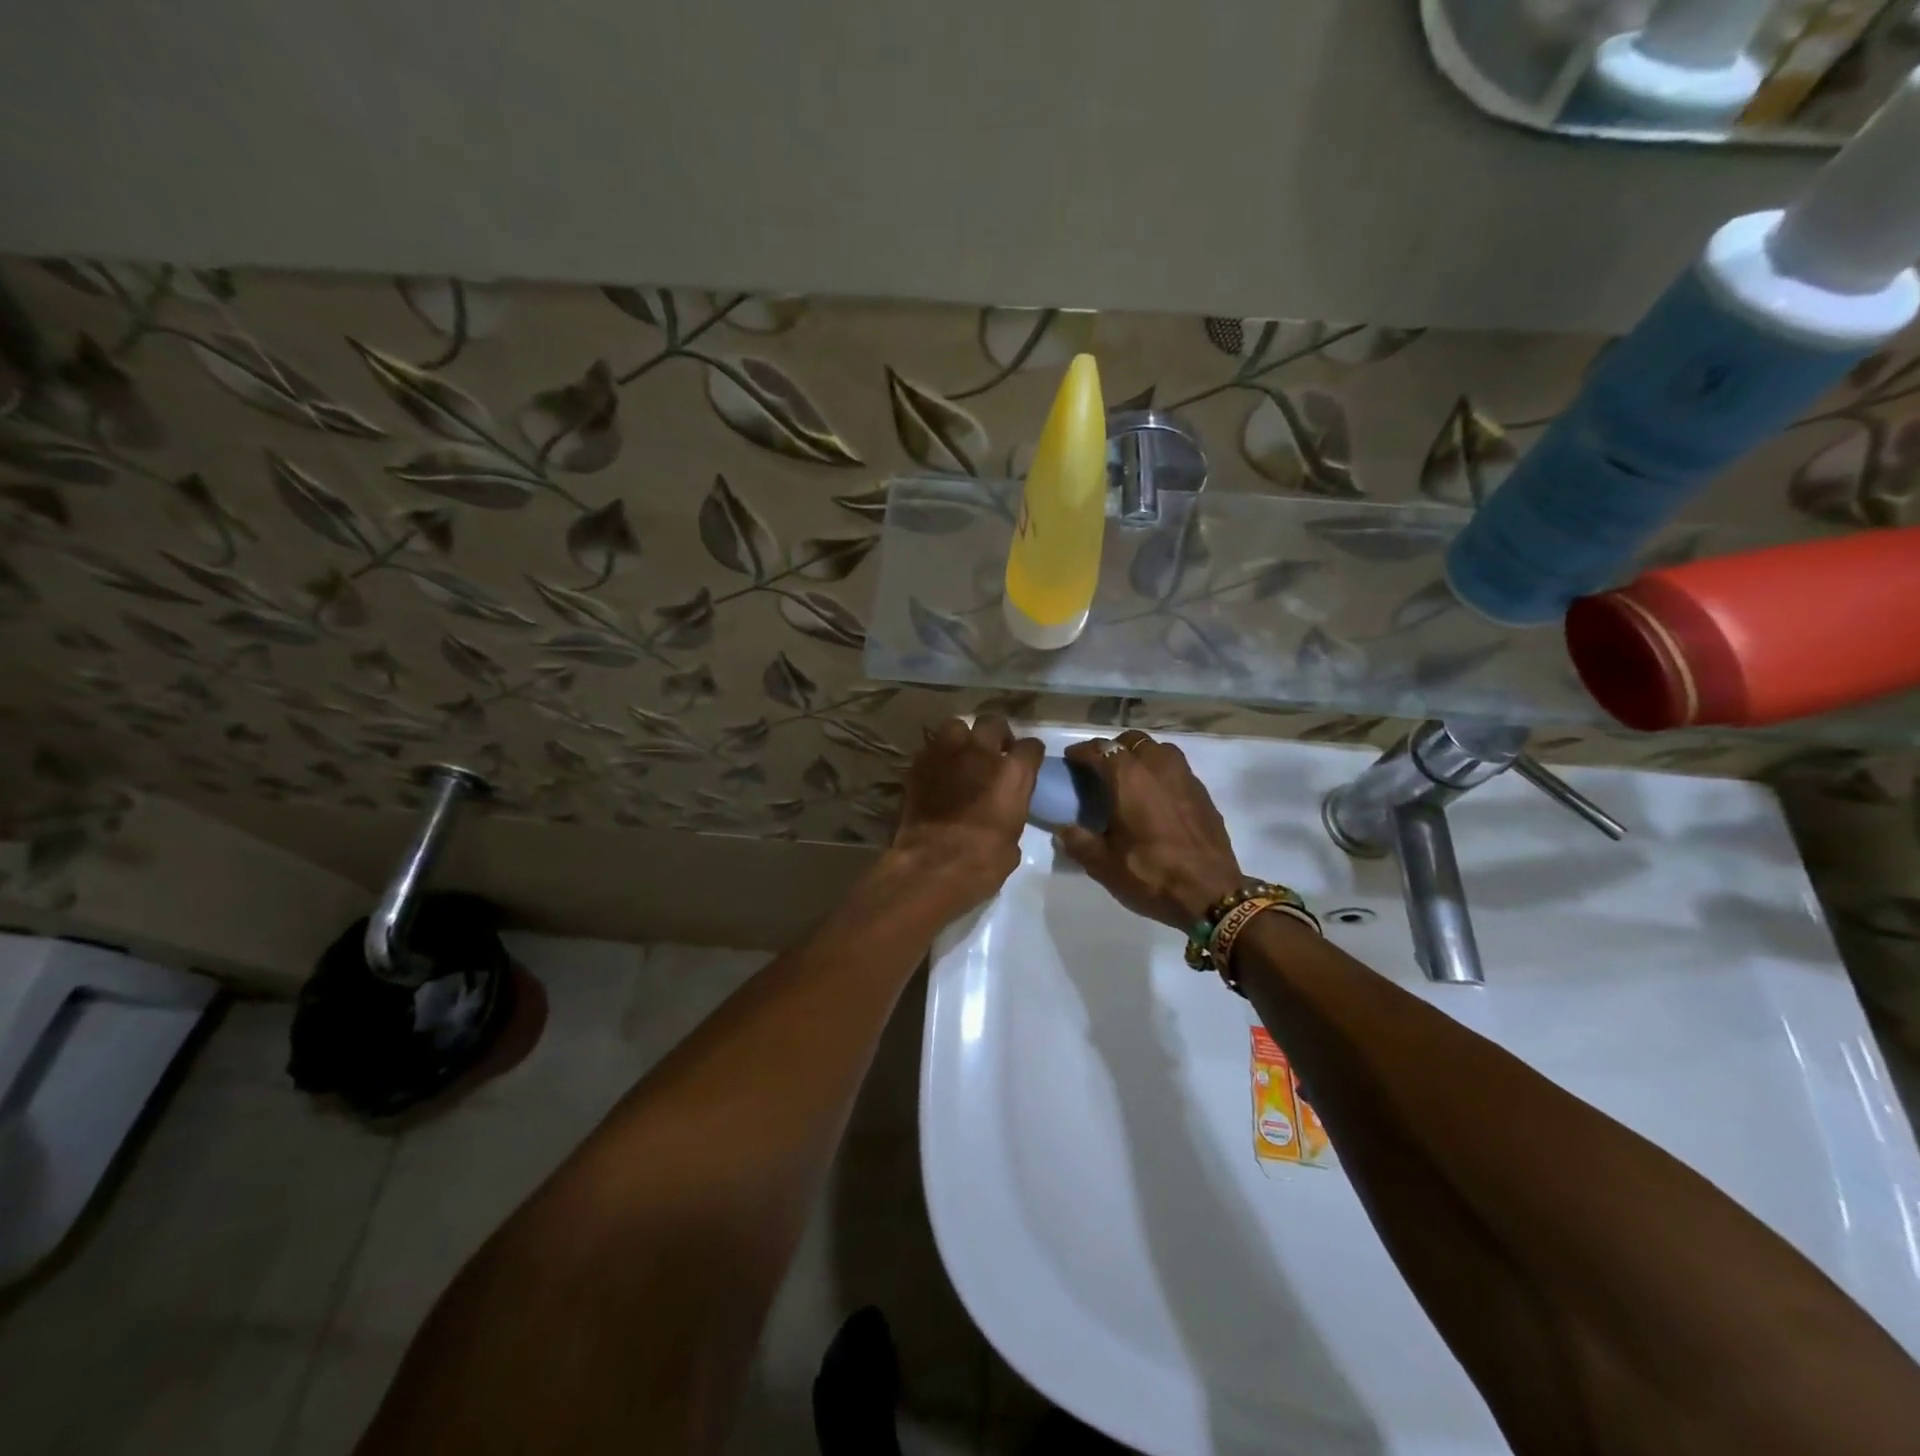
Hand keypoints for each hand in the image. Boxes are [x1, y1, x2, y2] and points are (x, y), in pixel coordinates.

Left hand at [888, 715, 1044, 911]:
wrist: (932, 865)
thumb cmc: (982, 862)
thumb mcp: (1012, 841)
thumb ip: (1012, 813)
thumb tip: (1004, 812)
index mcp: (1013, 772)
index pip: (1031, 747)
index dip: (1029, 755)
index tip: (1026, 764)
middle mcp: (982, 753)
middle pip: (993, 723)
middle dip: (996, 735)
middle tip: (993, 753)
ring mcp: (946, 754)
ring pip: (956, 725)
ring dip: (961, 738)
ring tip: (961, 756)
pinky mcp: (918, 764)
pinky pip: (931, 748)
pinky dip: (937, 757)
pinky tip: (937, 773)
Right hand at [1056, 730, 1245, 929]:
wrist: (1211, 893)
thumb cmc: (1151, 874)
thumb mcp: (1103, 864)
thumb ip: (1078, 841)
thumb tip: (1063, 830)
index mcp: (1128, 777)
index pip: (1099, 750)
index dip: (1081, 752)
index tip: (1070, 759)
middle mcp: (1157, 766)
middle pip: (1131, 741)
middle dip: (1113, 749)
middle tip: (1100, 769)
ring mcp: (1185, 777)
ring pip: (1159, 750)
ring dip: (1141, 755)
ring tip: (1130, 778)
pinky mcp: (1203, 793)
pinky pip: (1177, 769)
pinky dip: (1162, 773)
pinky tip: (1157, 796)